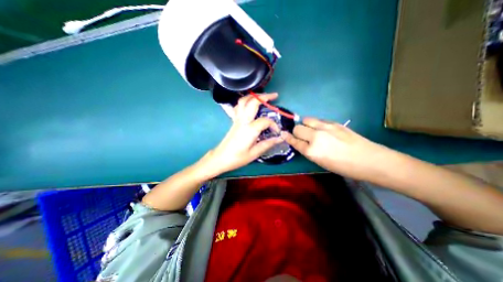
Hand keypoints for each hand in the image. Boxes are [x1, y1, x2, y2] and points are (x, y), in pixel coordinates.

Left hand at [204, 94, 281, 174]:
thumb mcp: (255, 153)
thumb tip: (280, 138)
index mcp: (250, 129)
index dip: (273, 125)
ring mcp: (237, 119)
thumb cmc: (237, 158)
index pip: (265, 121)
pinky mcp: (234, 120)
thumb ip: (268, 144)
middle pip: (253, 102)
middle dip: (265, 97)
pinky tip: (250, 104)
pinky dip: (245, 101)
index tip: (276, 132)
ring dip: (254, 96)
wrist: (221, 158)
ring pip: (243, 101)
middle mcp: (243, 121)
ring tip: (263, 96)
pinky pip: (238, 106)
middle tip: (274, 96)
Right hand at [281, 117, 390, 180]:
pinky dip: (315, 124)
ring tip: (311, 130)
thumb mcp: (321, 163)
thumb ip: (309, 151)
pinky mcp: (334, 122)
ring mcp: (325, 127)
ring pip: (306, 120)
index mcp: (312, 151)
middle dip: (296, 132)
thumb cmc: (344, 167)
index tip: (283, 134)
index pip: (294, 141)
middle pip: (298, 128)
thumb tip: (301, 142)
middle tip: (301, 136)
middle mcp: (316, 137)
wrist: (369, 159)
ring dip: (305, 125)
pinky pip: (318, 120)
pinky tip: (322, 129)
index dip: (287, 137)